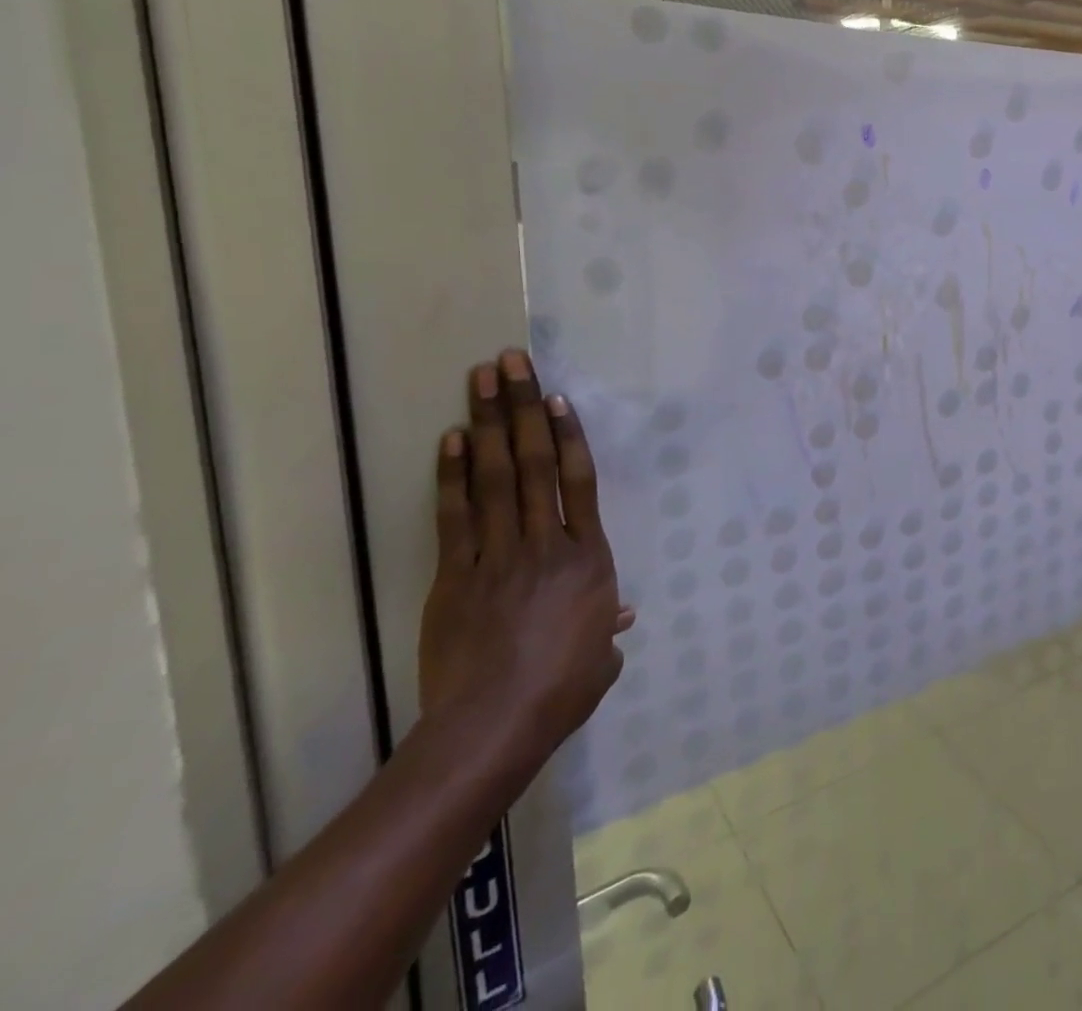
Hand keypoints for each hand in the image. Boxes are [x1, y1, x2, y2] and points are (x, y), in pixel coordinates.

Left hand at [419, 349, 633, 774]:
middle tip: (511, 363)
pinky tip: (450, 440)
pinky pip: (456, 518)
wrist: (493, 727)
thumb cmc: (562, 689)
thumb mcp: (600, 657)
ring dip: (487, 426)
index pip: (578, 483)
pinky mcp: (456, 577)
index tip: (556, 398)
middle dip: (521, 409)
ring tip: (481, 381)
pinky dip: (452, 477)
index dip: (567, 436)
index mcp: (589, 558)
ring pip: (494, 479)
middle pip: (533, 465)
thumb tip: (620, 614)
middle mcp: (547, 544)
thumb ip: (608, 626)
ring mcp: (498, 557)